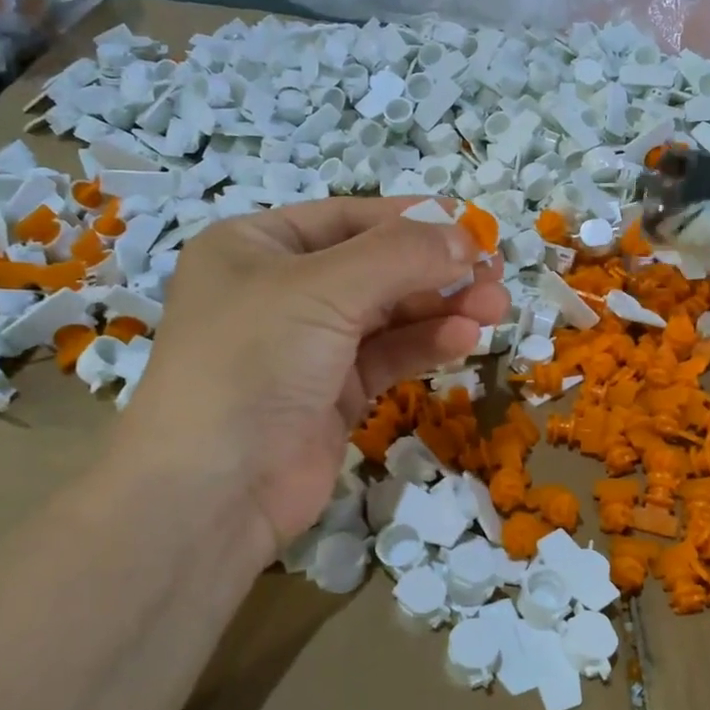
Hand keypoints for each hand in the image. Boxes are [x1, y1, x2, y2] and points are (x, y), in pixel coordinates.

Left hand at [112, 200, 508, 565]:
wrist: (213, 491)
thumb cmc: (254, 361)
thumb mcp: (325, 289)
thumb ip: (401, 256)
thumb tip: (468, 238)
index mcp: (256, 246)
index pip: (349, 218)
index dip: (413, 220)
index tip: (474, 227)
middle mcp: (280, 290)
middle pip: (376, 266)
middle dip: (437, 270)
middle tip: (496, 274)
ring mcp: (308, 345)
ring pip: (388, 314)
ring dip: (441, 308)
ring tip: (495, 308)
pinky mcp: (333, 393)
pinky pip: (388, 356)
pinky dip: (425, 344)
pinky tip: (464, 339)